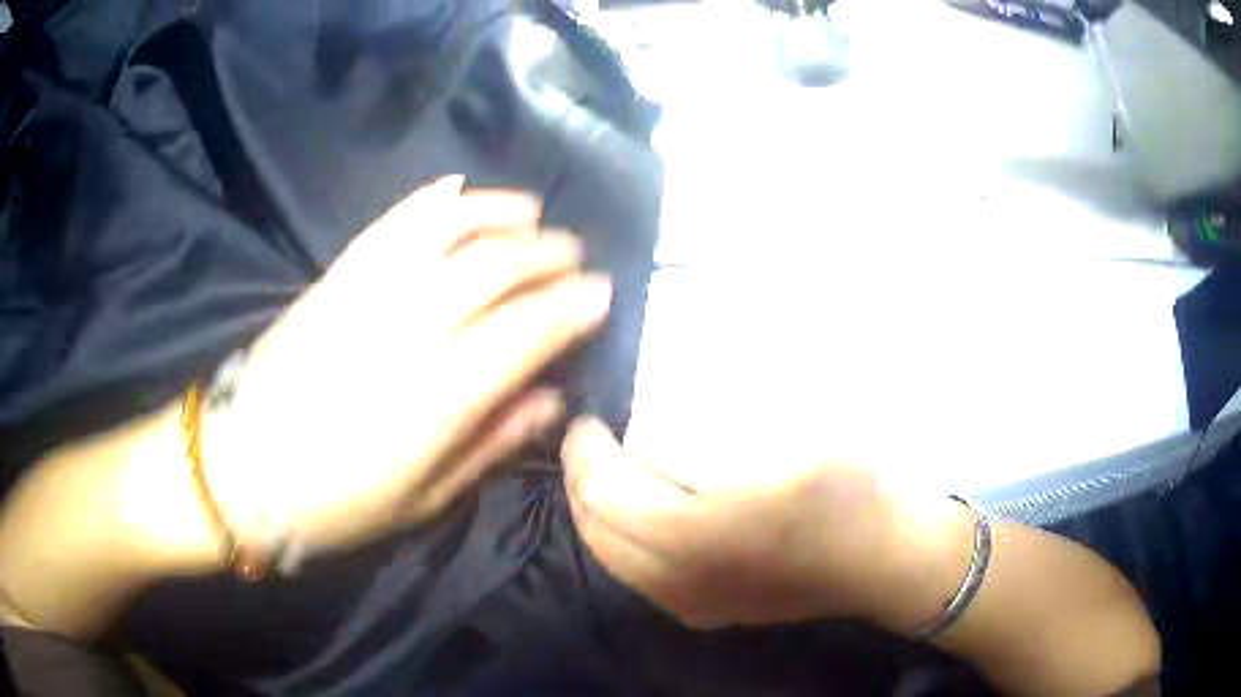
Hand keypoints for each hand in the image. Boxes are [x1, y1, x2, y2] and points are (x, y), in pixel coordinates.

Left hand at [191, 177, 611, 557]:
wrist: (239, 471)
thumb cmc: (333, 504)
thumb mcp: (423, 499)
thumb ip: (491, 443)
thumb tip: (550, 399)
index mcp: (435, 399)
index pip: (525, 332)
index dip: (571, 307)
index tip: (601, 292)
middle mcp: (405, 332)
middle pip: (491, 270)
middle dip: (545, 254)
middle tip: (574, 253)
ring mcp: (363, 295)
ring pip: (444, 233)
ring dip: (496, 214)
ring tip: (530, 211)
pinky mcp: (332, 279)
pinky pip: (388, 225)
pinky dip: (428, 202)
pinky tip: (458, 190)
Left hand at [561, 416, 956, 629]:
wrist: (881, 560)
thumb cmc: (841, 494)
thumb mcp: (778, 446)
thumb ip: (705, 441)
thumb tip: (652, 426)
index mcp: (695, 537)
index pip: (605, 494)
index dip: (585, 454)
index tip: (589, 420)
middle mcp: (678, 581)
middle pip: (596, 531)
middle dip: (580, 483)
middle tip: (590, 443)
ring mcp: (688, 604)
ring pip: (609, 558)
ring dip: (596, 513)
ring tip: (608, 473)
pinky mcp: (703, 612)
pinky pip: (636, 575)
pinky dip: (621, 539)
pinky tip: (640, 514)